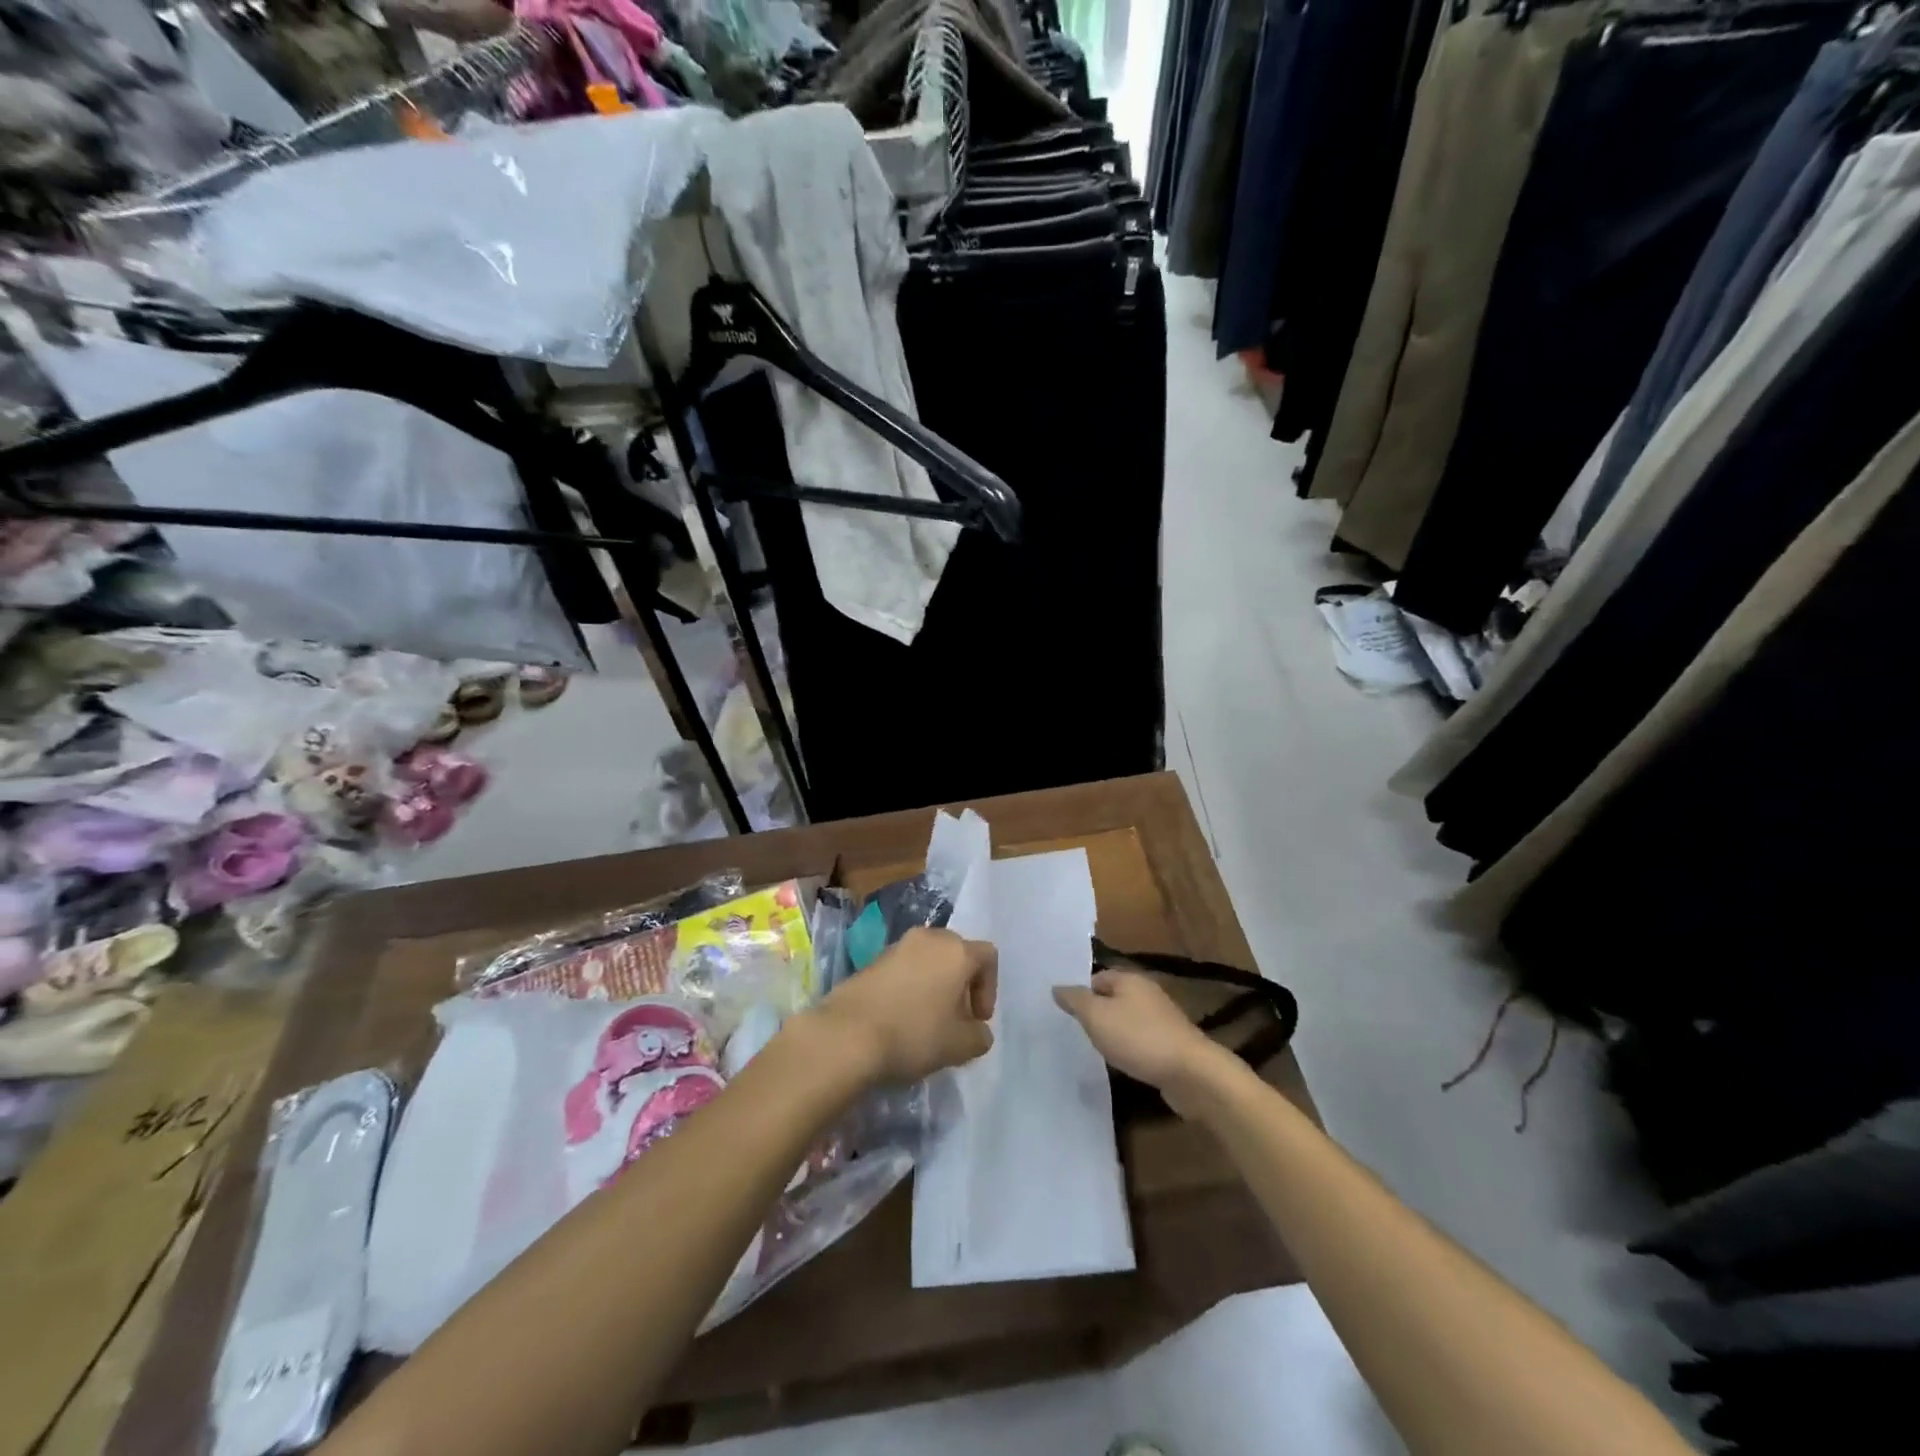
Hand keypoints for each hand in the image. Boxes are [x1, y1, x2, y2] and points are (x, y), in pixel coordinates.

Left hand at [814, 927, 997, 1083]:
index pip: (988, 956)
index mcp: (956, 950)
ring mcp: (897, 945)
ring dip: (935, 985)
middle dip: (961, 984)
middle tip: (955, 1018)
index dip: (989, 988)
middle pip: (957, 953)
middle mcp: (928, 938)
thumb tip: (977, 1030)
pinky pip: (904, 968)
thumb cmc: (914, 1033)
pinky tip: (901, 1018)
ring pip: (928, 959)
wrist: (847, 1034)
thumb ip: (979, 1035)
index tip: (978, 1019)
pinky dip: (910, 986)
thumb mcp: (960, 1046)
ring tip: (927, 1021)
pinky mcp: (872, 959)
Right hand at [1053, 970, 1238, 1116]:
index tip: (1067, 1014)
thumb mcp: (1097, 1016)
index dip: (1081, 994)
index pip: (1097, 977)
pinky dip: (1131, 1048)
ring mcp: (1163, 1018)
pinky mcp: (1172, 1043)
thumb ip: (1075, 1000)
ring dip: (1115, 1032)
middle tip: (1078, 1032)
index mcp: (1130, 979)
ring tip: (1098, 1049)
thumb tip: (1057, 987)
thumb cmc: (1138, 1038)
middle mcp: (1147, 992)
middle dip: (1097, 1013)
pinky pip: (1142, 1039)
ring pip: (1128, 1019)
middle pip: (1114, 998)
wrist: (1191, 1073)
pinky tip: (1124, 1062)